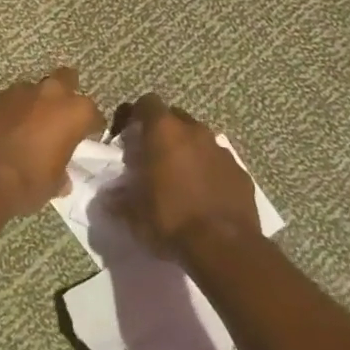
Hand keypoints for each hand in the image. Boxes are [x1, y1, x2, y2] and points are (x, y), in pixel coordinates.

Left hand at [0, 69, 105, 234]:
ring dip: (35, 104)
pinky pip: (10, 101)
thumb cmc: (25, 182)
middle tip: (60, 118)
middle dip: (66, 94)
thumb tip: (62, 178)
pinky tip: (6, 130)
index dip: (90, 128)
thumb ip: (62, 173)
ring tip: (30, 126)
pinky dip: (11, 112)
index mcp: (74, 112)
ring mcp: (18, 92)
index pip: (93, 115)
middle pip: (66, 80)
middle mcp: (50, 93)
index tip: (85, 140)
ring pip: (34, 90)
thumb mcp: (53, 185)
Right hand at [114, 93, 259, 259]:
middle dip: (162, 131)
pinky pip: (218, 161)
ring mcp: (221, 150)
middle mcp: (194, 132)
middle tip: (151, 157)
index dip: (135, 115)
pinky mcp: (240, 171)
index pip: (147, 103)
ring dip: (186, 150)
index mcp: (164, 132)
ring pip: (198, 138)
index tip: (127, 137)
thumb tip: (108, 198)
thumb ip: (119, 199)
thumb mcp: (133, 214)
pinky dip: (208, 170)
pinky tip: (203, 194)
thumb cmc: (171, 220)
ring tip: (178, 178)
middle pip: (174, 117)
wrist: (224, 246)